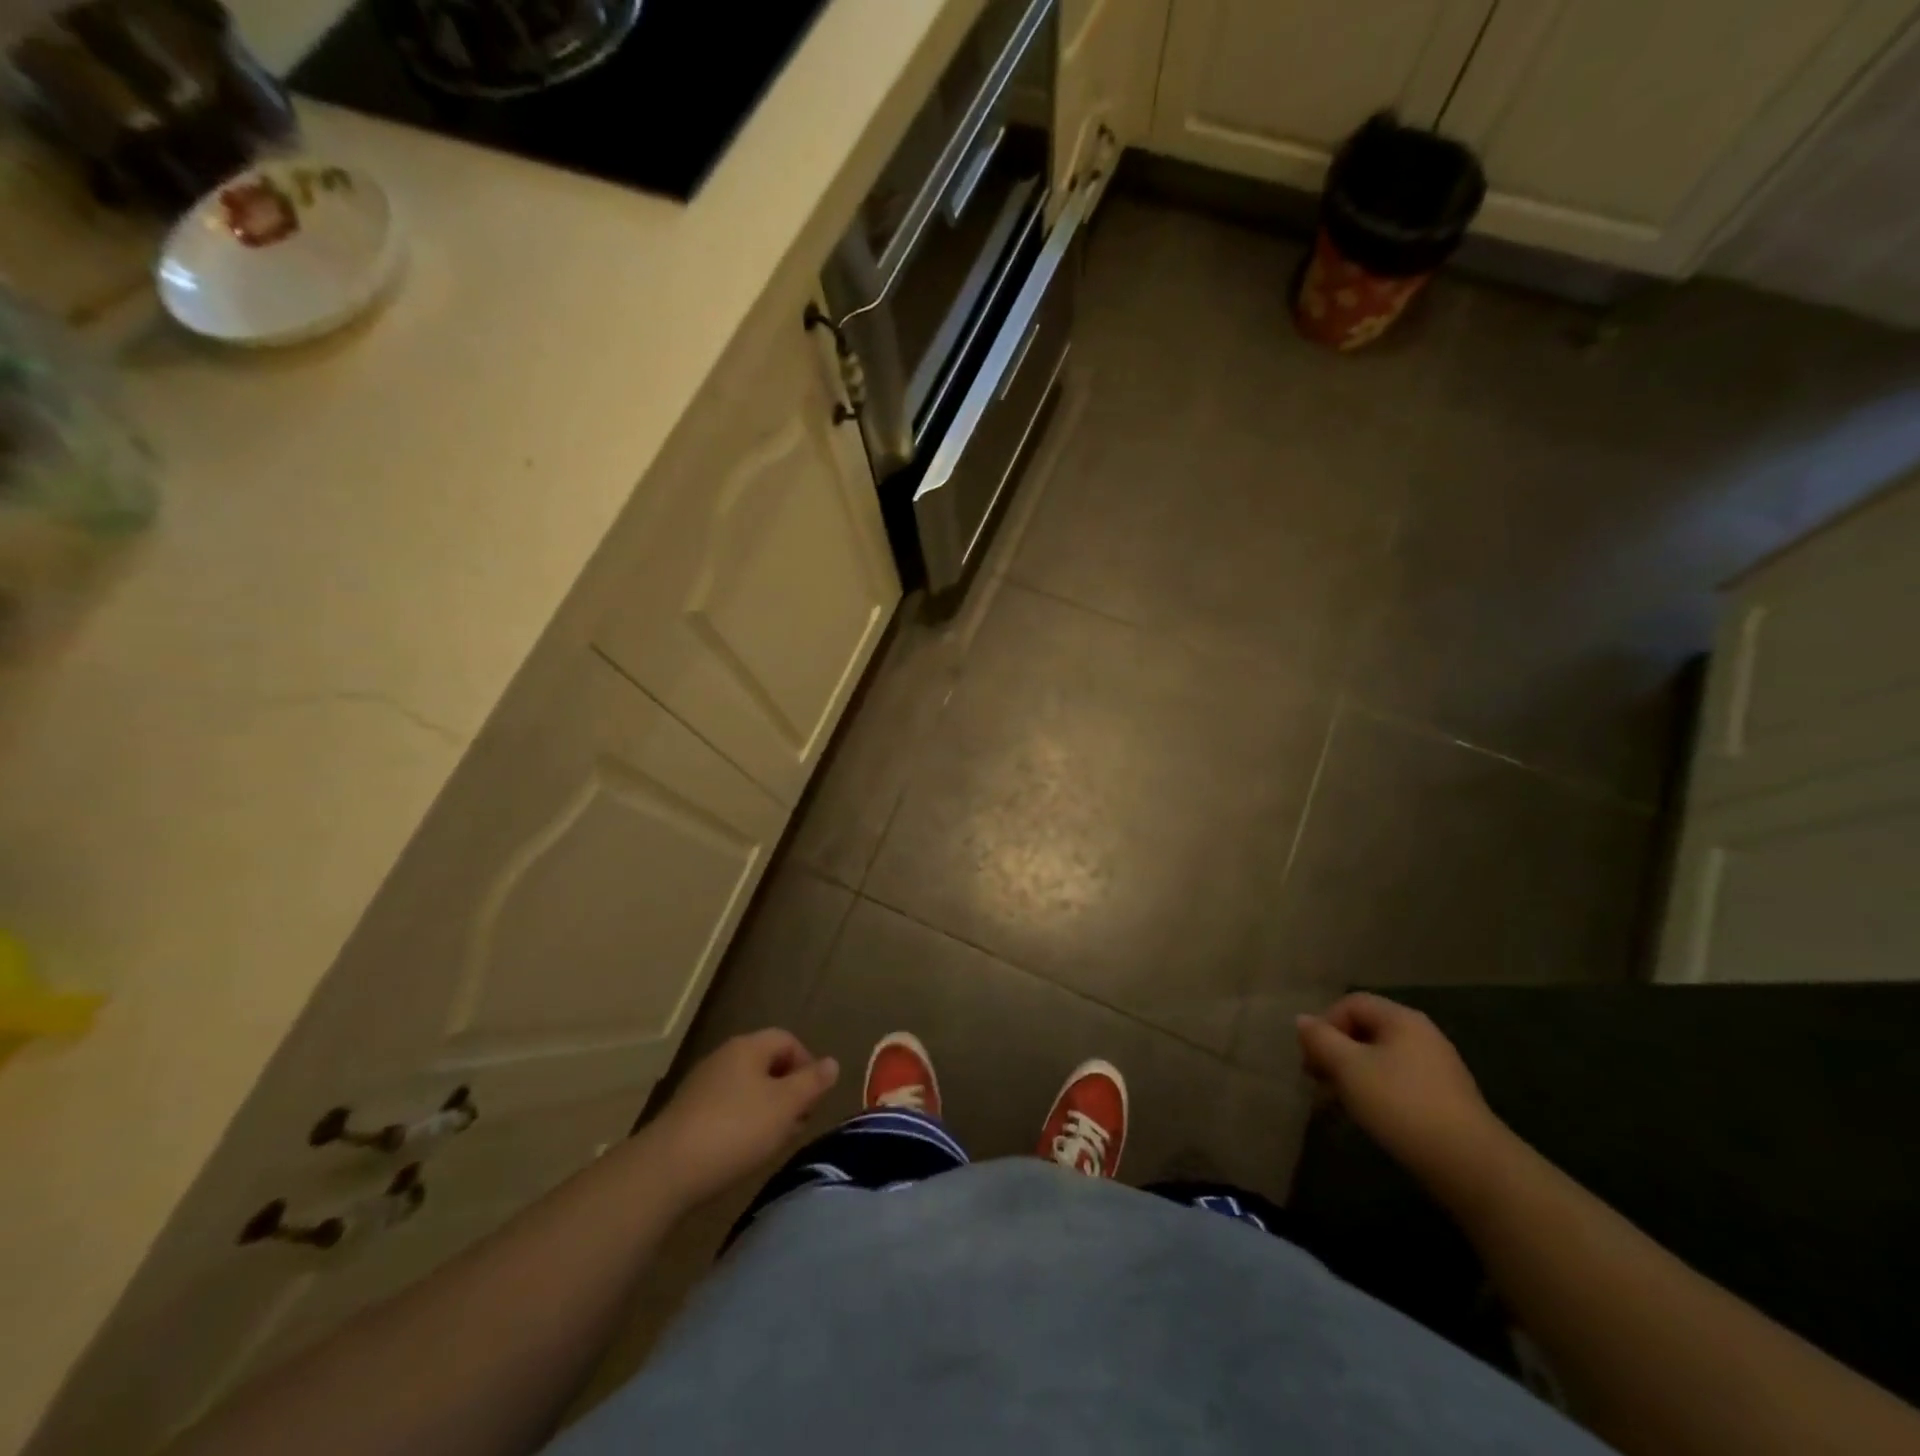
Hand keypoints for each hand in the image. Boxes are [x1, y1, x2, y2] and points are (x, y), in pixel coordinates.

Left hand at [643, 1030, 839, 1206]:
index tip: (813, 1099)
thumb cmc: (735, 1129)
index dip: (807, 1064)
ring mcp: (702, 1085)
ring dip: (767, 1109)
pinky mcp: (687, 1114)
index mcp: (748, 1047)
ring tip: (774, 1141)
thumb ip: (812, 1083)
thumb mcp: (785, 1106)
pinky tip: (743, 1150)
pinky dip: (742, 1123)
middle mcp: (724, 1057)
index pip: (787, 1039)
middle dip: (788, 1090)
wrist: (666, 1170)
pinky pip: (726, 1108)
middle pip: (767, 1063)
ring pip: (747, 1088)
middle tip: (798, 1123)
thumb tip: (832, 1063)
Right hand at [1296, 994, 1510, 1201]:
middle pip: (1365, 1030)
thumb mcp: (1349, 1068)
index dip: (1325, 1024)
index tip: (1311, 1058)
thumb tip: (1302, 1020)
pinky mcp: (1443, 1099)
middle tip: (1317, 1081)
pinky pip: (1397, 1082)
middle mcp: (1421, 1035)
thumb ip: (1321, 1039)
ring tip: (1337, 1104)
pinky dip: (1375, 1093)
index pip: (1351, 1003)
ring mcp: (1436, 1068)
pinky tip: (1366, 1117)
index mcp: (1401, 1019)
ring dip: (1351, 1076)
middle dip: (1335, 1052)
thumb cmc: (1402, 1104)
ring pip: (1379, 1059)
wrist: (1471, 1166)